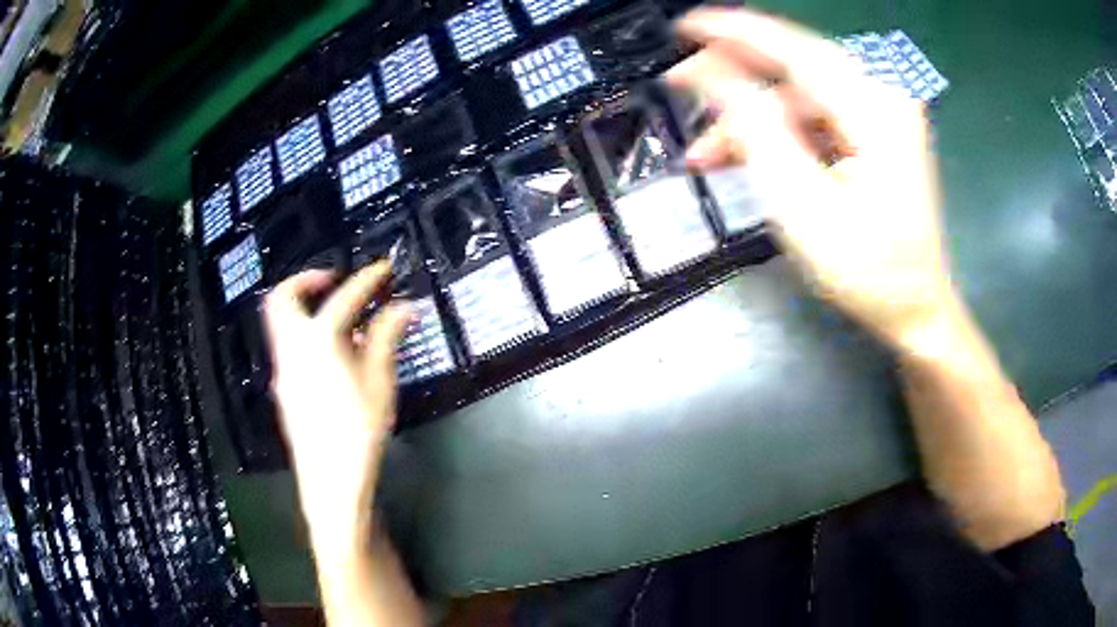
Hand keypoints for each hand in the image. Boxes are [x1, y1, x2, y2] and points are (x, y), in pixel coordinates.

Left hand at [264, 262, 410, 541]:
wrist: (330, 480)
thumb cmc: (358, 432)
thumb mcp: (379, 383)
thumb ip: (386, 338)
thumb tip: (403, 307)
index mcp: (318, 342)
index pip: (343, 297)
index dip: (366, 279)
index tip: (383, 268)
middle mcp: (292, 348)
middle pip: (284, 298)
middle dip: (307, 280)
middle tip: (334, 280)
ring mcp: (283, 368)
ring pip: (281, 321)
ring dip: (305, 306)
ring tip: (340, 317)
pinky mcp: (284, 386)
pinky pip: (288, 344)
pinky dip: (306, 332)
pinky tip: (334, 354)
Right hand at [667, 8, 960, 349]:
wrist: (915, 310)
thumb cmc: (867, 270)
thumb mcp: (802, 203)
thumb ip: (755, 128)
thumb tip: (708, 73)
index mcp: (874, 108)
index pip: (793, 47)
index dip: (734, 31)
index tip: (683, 24)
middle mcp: (882, 96)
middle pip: (794, 66)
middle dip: (734, 77)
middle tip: (679, 86)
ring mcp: (881, 114)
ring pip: (799, 96)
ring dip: (751, 118)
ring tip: (703, 153)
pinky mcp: (875, 133)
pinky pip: (815, 117)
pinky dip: (778, 133)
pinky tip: (743, 155)